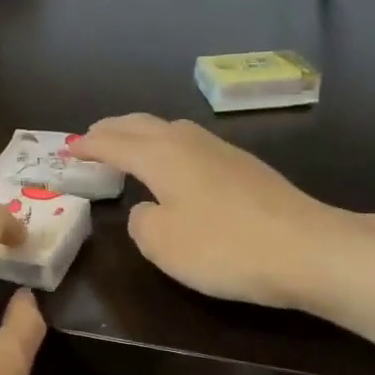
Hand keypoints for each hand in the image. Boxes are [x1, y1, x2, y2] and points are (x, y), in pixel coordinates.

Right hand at [73, 115, 349, 310]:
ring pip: (169, 129)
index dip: (87, 145)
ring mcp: (221, 150)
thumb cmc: (224, 247)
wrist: (308, 249)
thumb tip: (146, 209)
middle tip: (90, 139)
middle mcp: (188, 142)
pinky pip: (190, 144)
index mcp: (161, 155)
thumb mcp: (163, 243)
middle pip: (141, 124)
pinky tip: (174, 166)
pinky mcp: (245, 166)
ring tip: (127, 147)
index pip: (113, 142)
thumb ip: (141, 222)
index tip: (67, 149)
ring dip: (141, 134)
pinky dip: (167, 147)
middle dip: (112, 129)